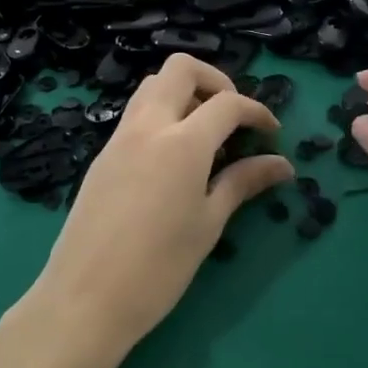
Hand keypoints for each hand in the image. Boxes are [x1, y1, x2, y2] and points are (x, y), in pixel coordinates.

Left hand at [26, 54, 293, 365]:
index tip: (272, 134)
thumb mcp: (208, 224)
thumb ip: (243, 183)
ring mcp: (119, 137)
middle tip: (233, 117)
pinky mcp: (103, 155)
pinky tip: (174, 157)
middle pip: (180, 69)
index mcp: (182, 142)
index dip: (257, 111)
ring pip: (152, 86)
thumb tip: (282, 165)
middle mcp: (148, 126)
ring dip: (184, 93)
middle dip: (215, 80)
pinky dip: (162, 115)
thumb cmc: (158, 268)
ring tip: (205, 135)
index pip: (227, 103)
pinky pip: (136, 114)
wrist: (85, 299)